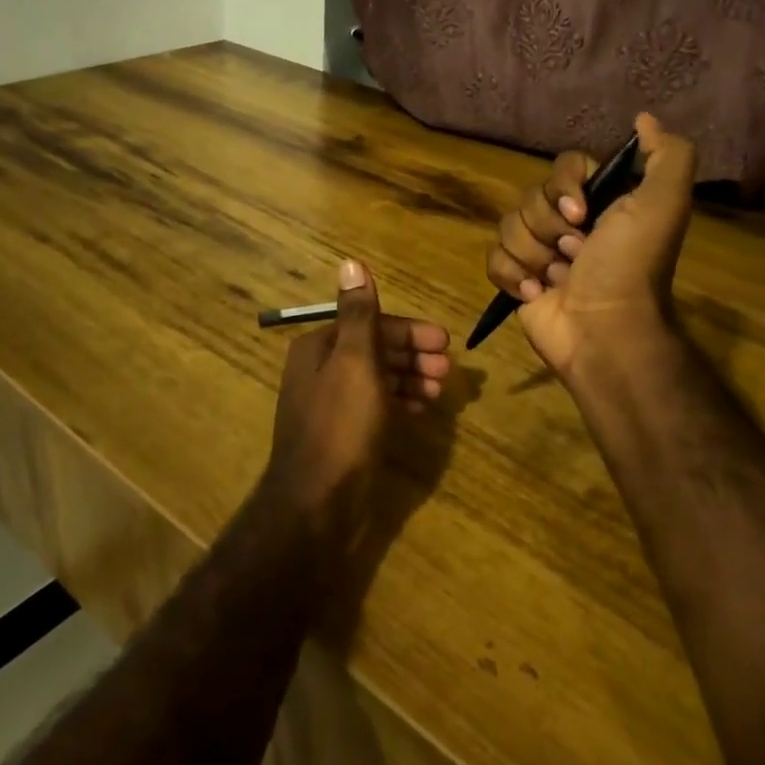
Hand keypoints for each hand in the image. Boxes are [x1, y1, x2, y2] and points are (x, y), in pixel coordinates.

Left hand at [266, 260, 450, 531]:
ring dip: (410, 379)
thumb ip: (359, 314)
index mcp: (320, 347)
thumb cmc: (340, 425)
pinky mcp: (342, 433)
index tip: (444, 342)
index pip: (371, 325)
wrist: (316, 503)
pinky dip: (399, 402)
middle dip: (413, 356)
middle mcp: (321, 369)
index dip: (409, 332)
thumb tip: (351, 261)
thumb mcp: (354, 362)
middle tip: (448, 371)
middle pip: (375, 350)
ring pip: (378, 379)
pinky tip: (420, 410)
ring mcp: (331, 403)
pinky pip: (376, 406)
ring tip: (439, 392)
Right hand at [486, 114, 697, 381]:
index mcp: (601, 203)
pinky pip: (493, 258)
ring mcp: (541, 252)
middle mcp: (570, 223)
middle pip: (532, 196)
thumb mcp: (664, 204)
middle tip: (575, 254)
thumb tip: (644, 118)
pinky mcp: (517, 280)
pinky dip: (512, 276)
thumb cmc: (630, 267)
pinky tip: (535, 293)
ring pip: (509, 226)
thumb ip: (667, 155)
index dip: (566, 186)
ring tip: (557, 279)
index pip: (564, 166)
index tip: (582, 214)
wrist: (604, 332)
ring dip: (533, 254)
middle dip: (549, 227)